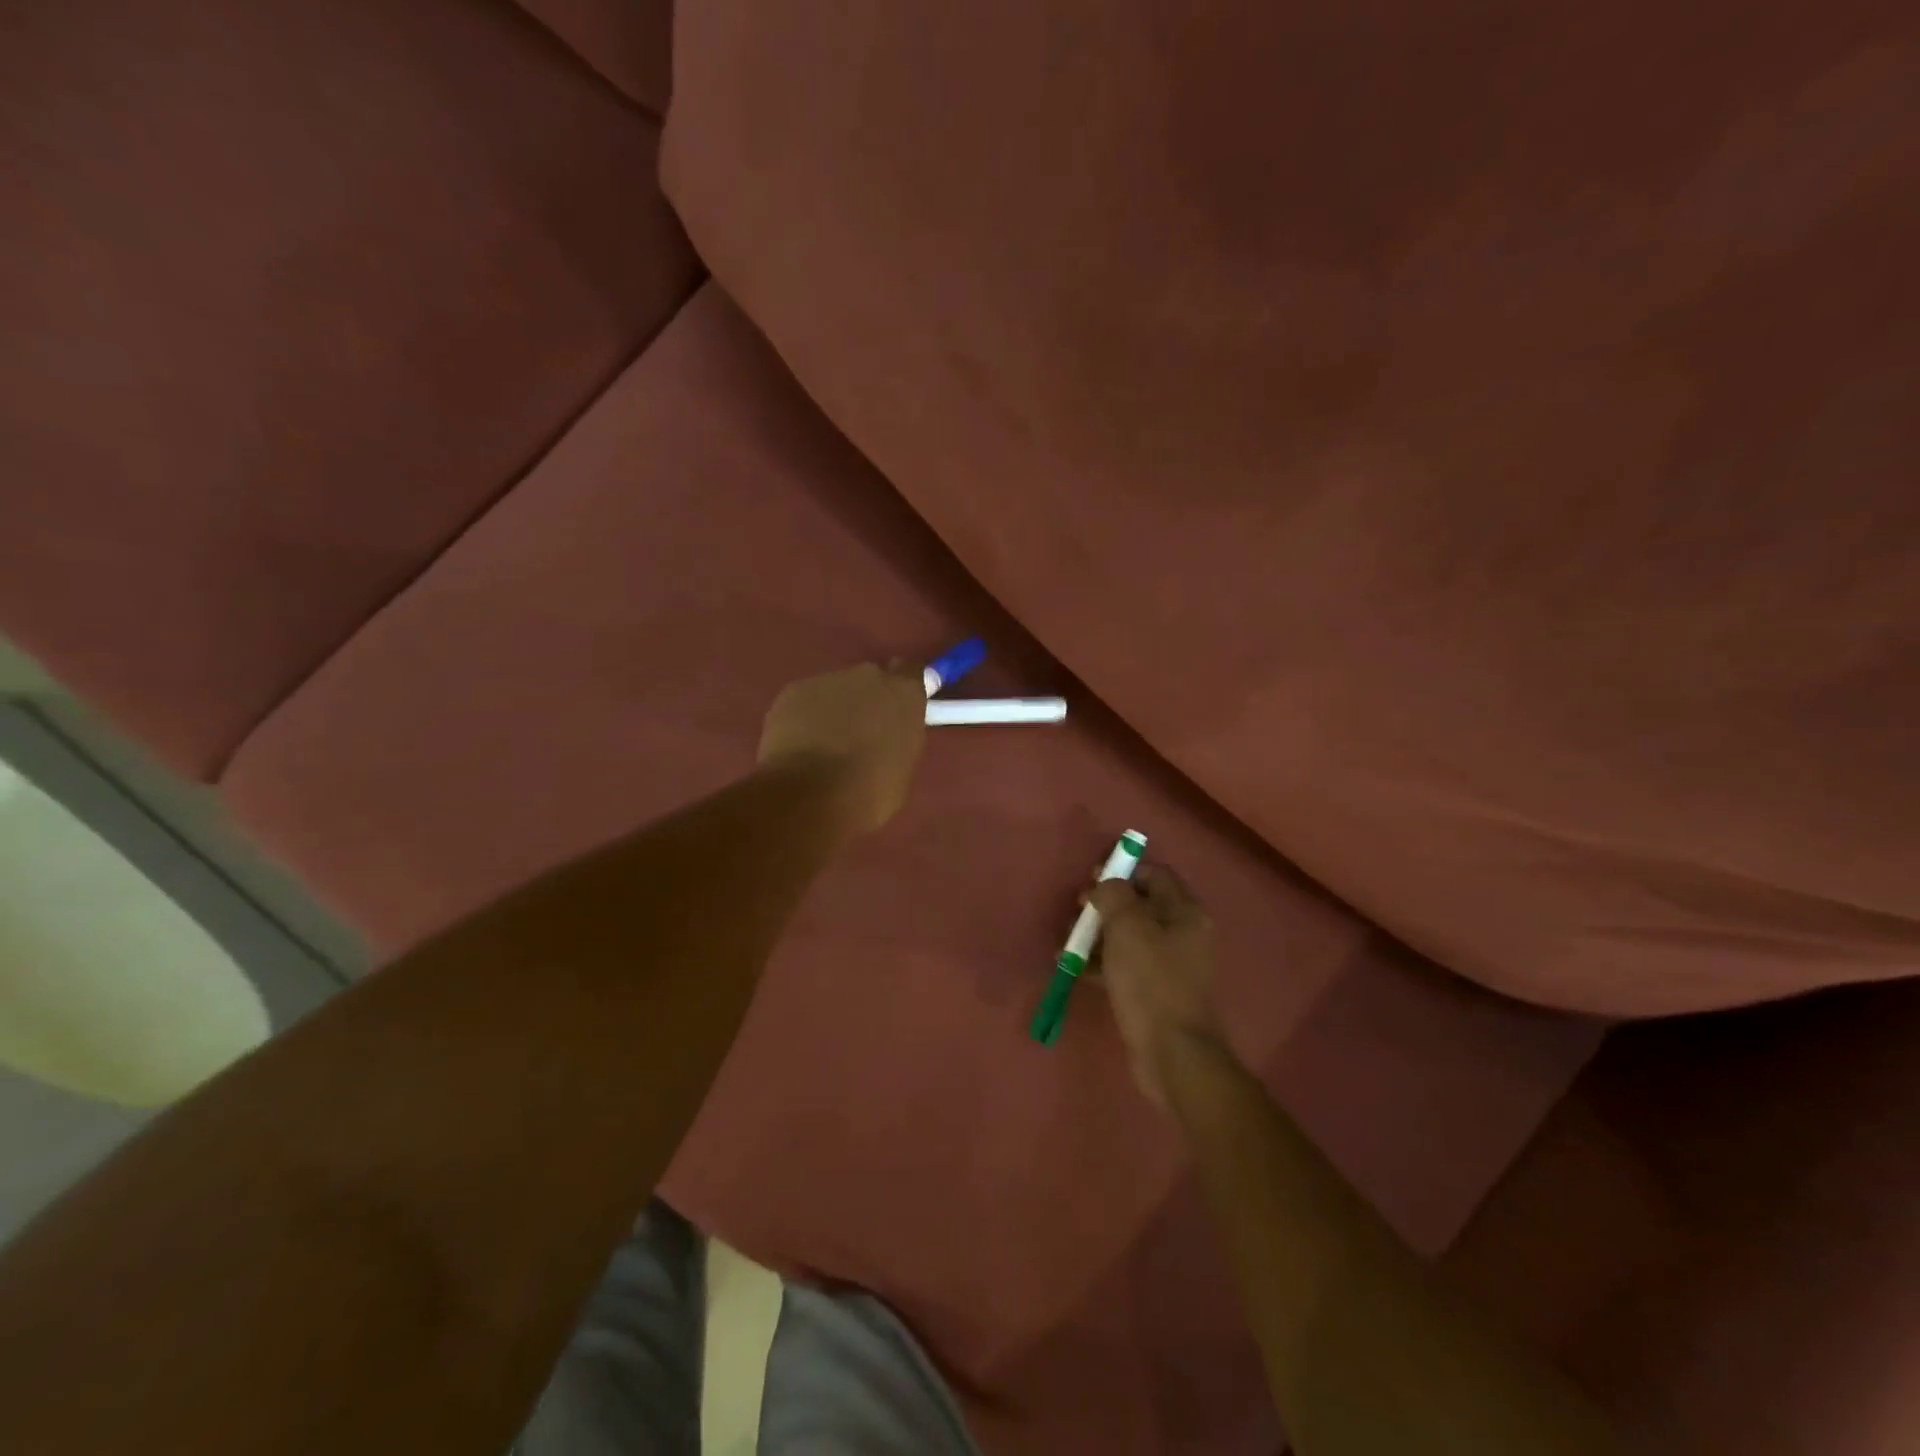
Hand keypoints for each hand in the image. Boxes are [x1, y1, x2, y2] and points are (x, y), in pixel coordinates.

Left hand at [758, 662, 926, 836]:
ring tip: (822, 747)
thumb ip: (897, 742)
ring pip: (834, 691)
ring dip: (833, 711)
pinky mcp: (792, 691)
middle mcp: (868, 676)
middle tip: (858, 735)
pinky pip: (804, 702)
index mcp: (904, 694)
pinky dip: (803, 719)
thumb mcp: (902, 769)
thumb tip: (885, 741)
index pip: (911, 672)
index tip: (897, 706)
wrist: (811, 794)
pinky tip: (798, 747)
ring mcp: (827, 680)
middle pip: (870, 680)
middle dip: (865, 702)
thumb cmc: (870, 791)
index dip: (902, 688)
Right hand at [1088, 863, 1226, 1106]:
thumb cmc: (1150, 980)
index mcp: (1185, 912)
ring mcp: (1170, 965)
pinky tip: (1071, 967)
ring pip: (1128, 936)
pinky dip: (1100, 962)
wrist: (1171, 1052)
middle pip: (1139, 905)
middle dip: (1104, 905)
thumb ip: (1113, 894)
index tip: (1092, 879)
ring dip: (1097, 934)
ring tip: (1067, 941)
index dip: (1123, 871)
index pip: (1155, 874)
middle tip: (1076, 910)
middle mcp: (1182, 934)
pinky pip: (1124, 965)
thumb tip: (1105, 886)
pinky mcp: (1155, 991)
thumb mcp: (1127, 927)